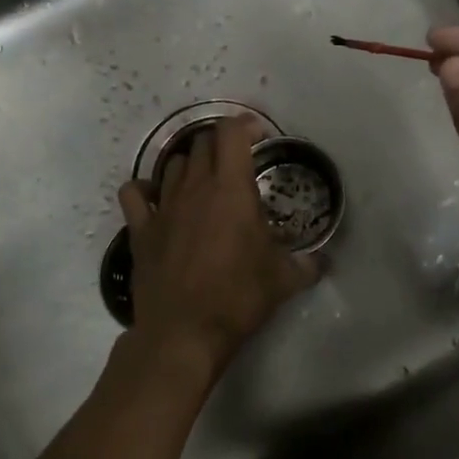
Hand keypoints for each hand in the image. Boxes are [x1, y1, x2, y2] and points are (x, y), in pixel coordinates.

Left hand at [117, 116, 319, 386]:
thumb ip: (307, 265)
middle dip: (221, 145)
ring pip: (173, 164)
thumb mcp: (283, 281)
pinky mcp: (140, 229)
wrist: (183, 332)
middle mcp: (194, 187)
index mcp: (231, 189)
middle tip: (237, 164)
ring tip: (204, 183)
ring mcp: (163, 206)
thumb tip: (324, 261)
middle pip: (202, 143)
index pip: (231, 133)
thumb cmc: (237, 298)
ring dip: (190, 165)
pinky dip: (145, 189)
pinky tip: (157, 200)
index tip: (259, 136)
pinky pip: (134, 193)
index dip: (245, 125)